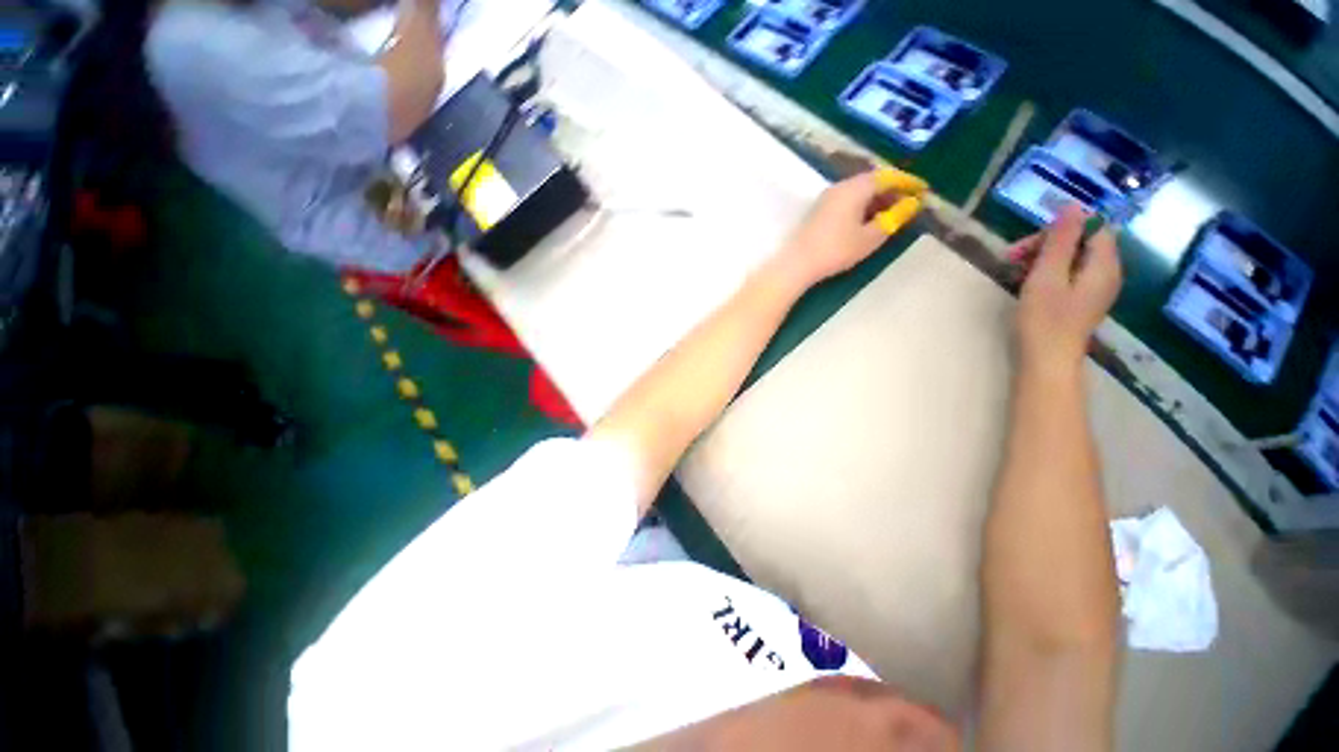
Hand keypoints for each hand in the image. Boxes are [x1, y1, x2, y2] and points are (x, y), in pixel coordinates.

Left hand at [768, 168, 925, 290]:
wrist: (796, 264)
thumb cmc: (836, 250)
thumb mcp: (870, 237)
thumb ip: (894, 218)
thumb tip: (912, 203)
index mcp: (856, 187)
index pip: (888, 176)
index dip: (908, 183)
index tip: (923, 191)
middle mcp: (840, 186)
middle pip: (872, 181)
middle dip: (893, 191)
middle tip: (908, 204)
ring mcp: (827, 198)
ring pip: (858, 191)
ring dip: (876, 199)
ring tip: (890, 215)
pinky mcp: (818, 211)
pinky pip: (847, 200)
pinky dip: (862, 206)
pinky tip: (866, 221)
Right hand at [1010, 205, 1122, 375]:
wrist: (1047, 361)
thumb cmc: (1045, 320)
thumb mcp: (1047, 276)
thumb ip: (1061, 240)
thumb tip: (1073, 205)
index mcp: (1103, 265)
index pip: (1092, 228)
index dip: (1062, 228)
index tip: (1029, 242)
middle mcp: (1106, 273)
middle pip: (1081, 242)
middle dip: (1046, 244)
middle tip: (1011, 258)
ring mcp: (1094, 289)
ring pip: (1072, 259)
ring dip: (1042, 258)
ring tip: (1014, 271)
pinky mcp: (1081, 301)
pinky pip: (1068, 275)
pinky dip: (1047, 273)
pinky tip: (1027, 283)